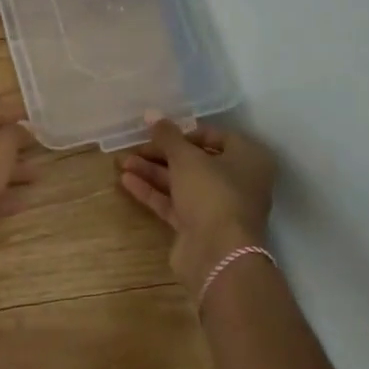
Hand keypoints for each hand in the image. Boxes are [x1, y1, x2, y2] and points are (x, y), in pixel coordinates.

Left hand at [0, 110, 36, 249]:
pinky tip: (23, 204)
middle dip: (15, 149)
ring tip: (38, 178)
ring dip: (11, 174)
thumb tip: (23, 130)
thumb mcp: (0, 147)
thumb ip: (15, 134)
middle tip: (41, 152)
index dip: (14, 117)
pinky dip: (2, 198)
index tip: (36, 122)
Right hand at [117, 120, 277, 293]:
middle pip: (195, 161)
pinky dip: (153, 192)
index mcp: (247, 158)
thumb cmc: (212, 193)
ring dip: (152, 171)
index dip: (186, 132)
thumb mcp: (186, 158)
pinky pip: (174, 203)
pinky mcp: (199, 227)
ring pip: (182, 183)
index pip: (216, 136)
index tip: (160, 132)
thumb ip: (167, 135)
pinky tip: (126, 181)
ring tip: (121, 162)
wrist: (218, 254)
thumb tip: (151, 113)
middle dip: (162, 153)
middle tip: (134, 147)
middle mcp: (237, 181)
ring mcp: (218, 207)